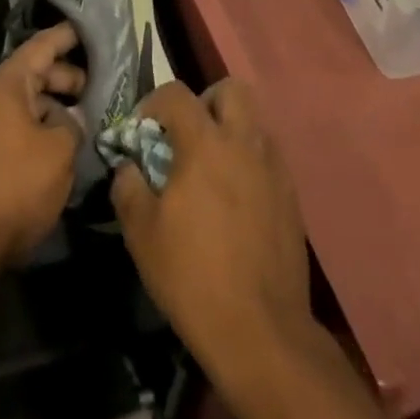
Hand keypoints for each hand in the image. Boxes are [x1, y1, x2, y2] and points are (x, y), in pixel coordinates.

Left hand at [0, 24, 84, 265]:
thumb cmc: (15, 184)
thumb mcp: (59, 150)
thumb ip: (74, 124)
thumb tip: (73, 117)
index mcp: (9, 84)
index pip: (43, 45)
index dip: (69, 35)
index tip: (94, 28)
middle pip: (37, 72)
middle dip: (70, 75)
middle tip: (102, 83)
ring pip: (31, 102)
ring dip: (59, 105)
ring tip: (91, 115)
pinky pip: (23, 125)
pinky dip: (45, 126)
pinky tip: (68, 142)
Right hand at [111, 80, 311, 372]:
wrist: (260, 329)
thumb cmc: (192, 276)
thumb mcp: (142, 234)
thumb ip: (129, 187)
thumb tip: (128, 166)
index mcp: (205, 143)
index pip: (177, 93)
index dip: (153, 103)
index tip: (142, 130)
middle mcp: (244, 142)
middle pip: (230, 89)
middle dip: (205, 101)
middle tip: (187, 135)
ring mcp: (273, 166)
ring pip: (253, 120)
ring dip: (230, 129)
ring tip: (211, 167)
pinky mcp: (291, 194)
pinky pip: (268, 155)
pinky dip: (249, 160)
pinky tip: (235, 198)